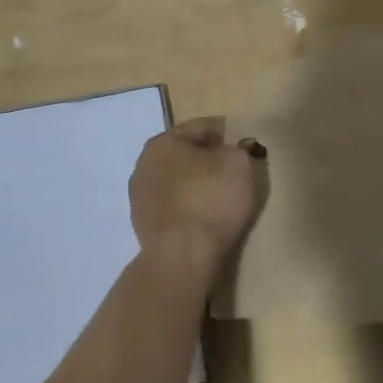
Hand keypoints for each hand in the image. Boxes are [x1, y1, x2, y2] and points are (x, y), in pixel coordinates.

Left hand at [129, 119, 262, 264]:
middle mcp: (145, 162)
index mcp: (165, 141)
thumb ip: (239, 149)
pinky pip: (171, 203)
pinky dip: (186, 204)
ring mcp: (139, 194)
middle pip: (184, 152)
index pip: (201, 127)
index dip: (226, 134)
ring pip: (175, 178)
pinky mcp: (142, 222)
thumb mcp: (239, 164)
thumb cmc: (211, 199)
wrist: (181, 255)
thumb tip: (233, 150)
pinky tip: (202, 216)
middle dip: (207, 158)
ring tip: (218, 196)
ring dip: (194, 182)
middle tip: (232, 171)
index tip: (242, 147)